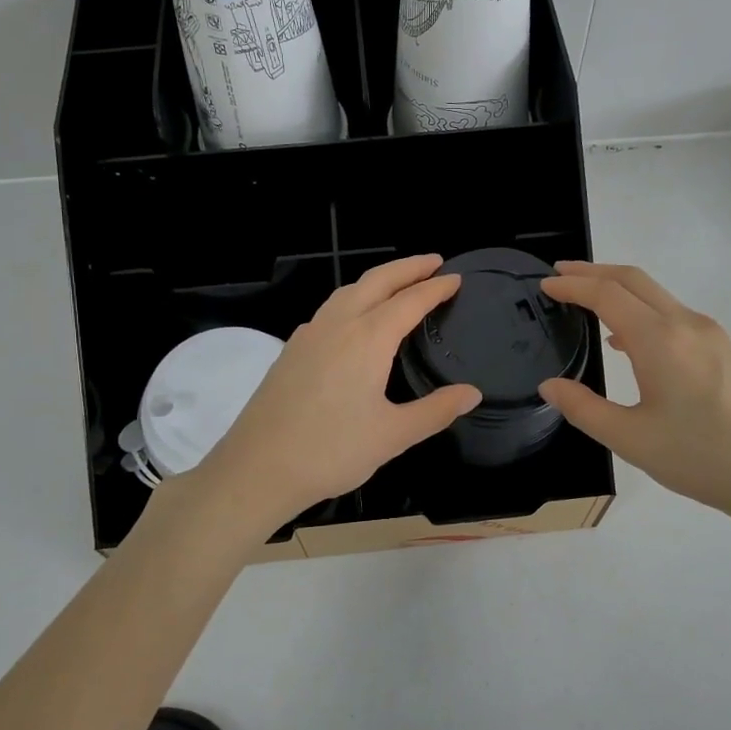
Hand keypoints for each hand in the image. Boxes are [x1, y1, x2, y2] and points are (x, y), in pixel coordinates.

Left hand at [192, 255, 481, 535]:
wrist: (258, 468)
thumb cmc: (331, 451)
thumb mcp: (393, 435)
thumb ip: (435, 411)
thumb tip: (472, 393)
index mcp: (367, 339)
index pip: (410, 301)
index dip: (435, 288)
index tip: (456, 279)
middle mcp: (338, 325)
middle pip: (376, 281)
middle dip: (407, 268)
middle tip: (433, 262)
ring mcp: (309, 335)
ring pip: (347, 291)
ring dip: (377, 280)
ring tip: (397, 284)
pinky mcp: (290, 350)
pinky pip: (329, 310)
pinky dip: (352, 299)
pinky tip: (353, 319)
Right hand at [538, 261, 730, 529]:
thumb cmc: (703, 458)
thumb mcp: (631, 440)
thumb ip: (584, 409)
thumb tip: (550, 386)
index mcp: (660, 340)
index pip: (607, 295)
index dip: (572, 286)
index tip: (544, 285)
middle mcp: (686, 324)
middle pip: (634, 280)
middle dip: (594, 272)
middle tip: (560, 275)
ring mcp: (710, 334)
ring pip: (657, 295)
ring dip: (619, 289)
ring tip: (587, 302)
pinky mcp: (724, 350)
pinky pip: (673, 315)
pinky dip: (642, 311)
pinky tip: (628, 342)